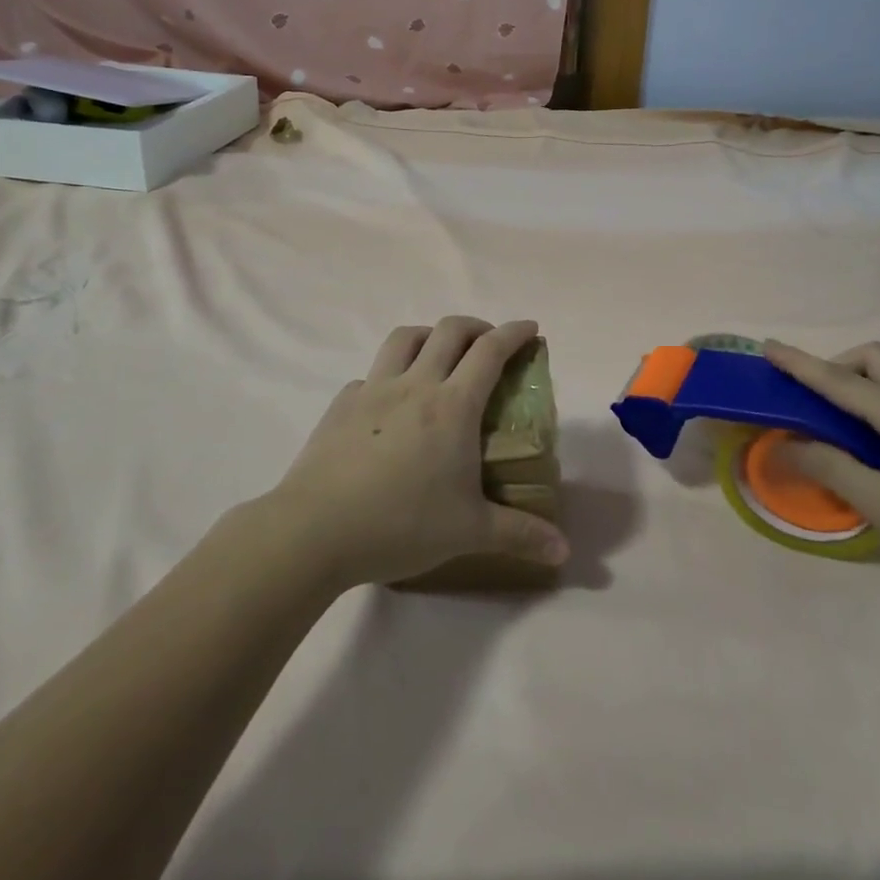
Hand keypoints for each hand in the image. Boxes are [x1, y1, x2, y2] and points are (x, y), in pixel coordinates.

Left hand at [267, 317, 570, 587]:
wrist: (315, 531)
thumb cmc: (401, 524)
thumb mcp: (470, 532)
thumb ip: (520, 536)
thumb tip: (563, 552)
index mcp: (452, 406)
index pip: (490, 352)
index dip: (514, 333)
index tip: (530, 329)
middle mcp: (414, 385)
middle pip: (449, 331)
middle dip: (476, 326)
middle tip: (490, 343)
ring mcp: (372, 390)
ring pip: (404, 338)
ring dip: (430, 335)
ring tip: (440, 355)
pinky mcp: (341, 405)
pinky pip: (371, 374)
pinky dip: (389, 374)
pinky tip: (390, 403)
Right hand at [763, 341, 879, 596]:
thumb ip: (831, 469)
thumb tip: (784, 446)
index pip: (840, 381)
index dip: (800, 364)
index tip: (768, 346)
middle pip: (874, 358)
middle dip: (835, 364)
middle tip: (810, 398)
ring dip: (856, 381)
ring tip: (833, 420)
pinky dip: (875, 399)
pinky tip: (869, 439)